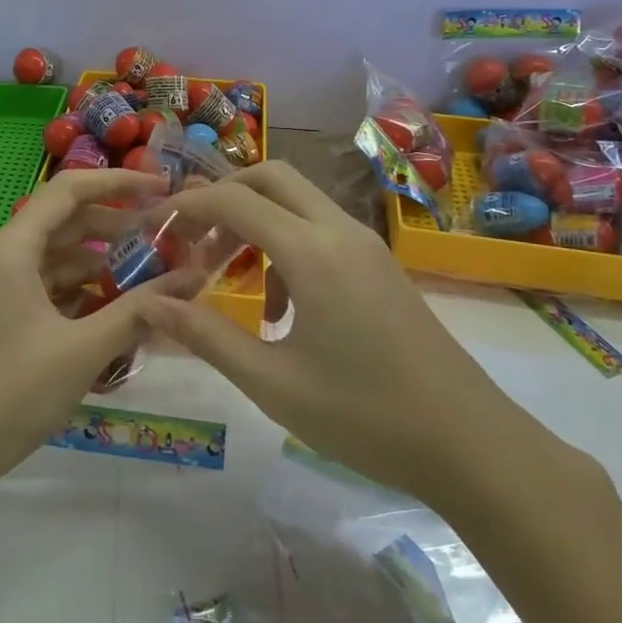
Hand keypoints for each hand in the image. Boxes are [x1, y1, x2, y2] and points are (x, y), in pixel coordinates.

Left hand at [0, 168, 200, 500]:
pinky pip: (54, 289)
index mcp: (13, 248)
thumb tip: (194, 277)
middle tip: (171, 239)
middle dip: (119, 226)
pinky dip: (88, 293)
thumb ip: (139, 310)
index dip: (118, 182)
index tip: (163, 188)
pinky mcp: (7, 318)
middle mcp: (6, 257)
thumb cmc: (9, 393)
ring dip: (106, 264)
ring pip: (63, 259)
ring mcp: (4, 289)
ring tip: (157, 276)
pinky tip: (123, 311)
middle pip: (69, 222)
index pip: (70, 190)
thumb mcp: (82, 350)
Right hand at [135, 160, 538, 507]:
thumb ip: (205, 336)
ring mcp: (366, 246)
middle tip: (190, 237)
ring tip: (226, 274)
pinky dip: (284, 244)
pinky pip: (320, 229)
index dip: (186, 206)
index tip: (151, 226)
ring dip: (254, 220)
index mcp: (312, 252)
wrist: (471, 445)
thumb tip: (149, 304)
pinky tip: (277, 307)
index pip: (234, 201)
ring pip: (298, 201)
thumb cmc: (364, 416)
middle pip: (271, 177)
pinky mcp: (379, 266)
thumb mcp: (272, 382)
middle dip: (223, 195)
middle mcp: (340, 232)